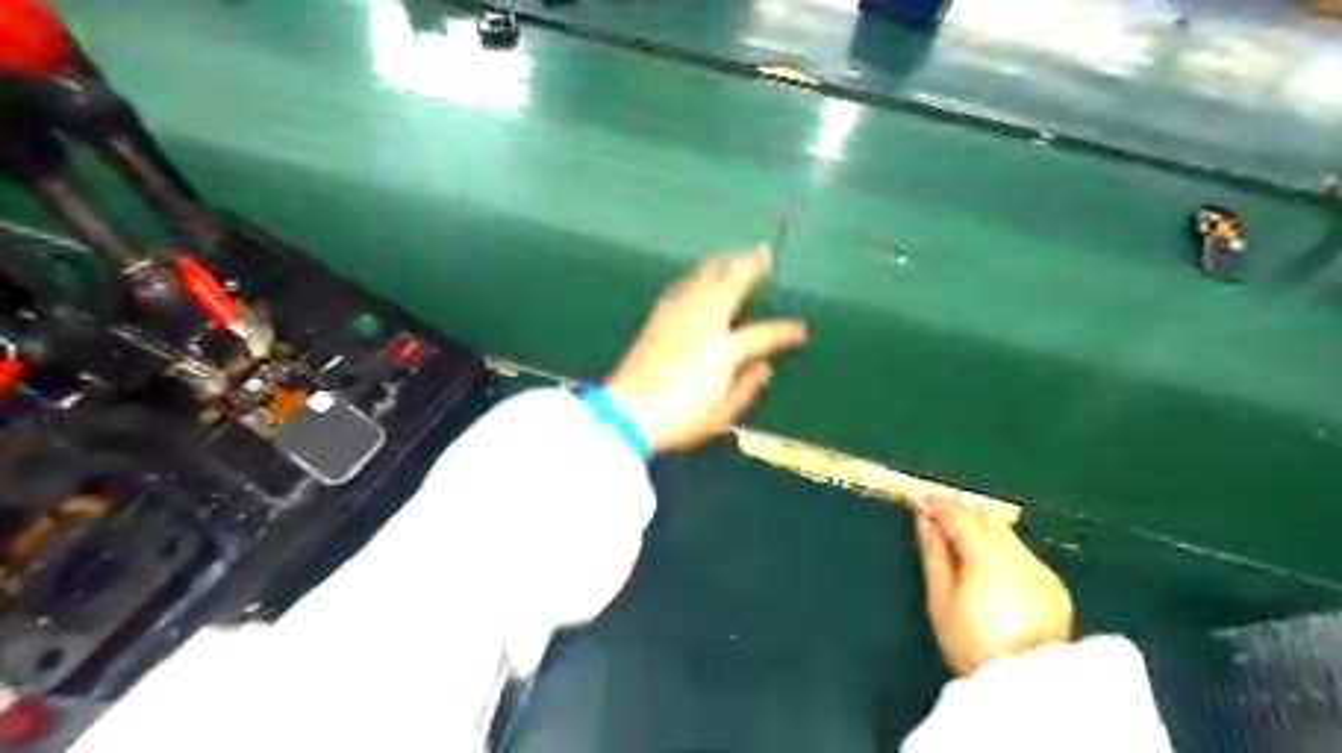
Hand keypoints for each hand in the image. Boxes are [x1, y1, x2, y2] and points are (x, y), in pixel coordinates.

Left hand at [606, 249, 805, 455]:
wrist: (628, 412)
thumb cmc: (679, 418)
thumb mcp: (721, 414)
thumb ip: (747, 387)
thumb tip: (764, 367)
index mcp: (724, 350)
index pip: (763, 335)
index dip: (785, 332)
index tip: (799, 331)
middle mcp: (703, 324)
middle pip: (730, 284)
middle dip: (750, 265)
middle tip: (763, 253)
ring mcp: (678, 318)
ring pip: (703, 279)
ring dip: (722, 264)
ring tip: (734, 256)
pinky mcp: (657, 319)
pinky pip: (680, 289)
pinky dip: (694, 278)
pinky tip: (697, 277)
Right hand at [918, 504, 1077, 674]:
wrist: (1027, 685)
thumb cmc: (972, 643)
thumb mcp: (940, 600)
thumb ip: (933, 553)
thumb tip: (923, 519)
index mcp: (987, 556)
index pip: (960, 514)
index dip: (939, 504)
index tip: (921, 502)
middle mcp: (1018, 554)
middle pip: (986, 517)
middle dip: (961, 513)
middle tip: (938, 521)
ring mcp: (1040, 569)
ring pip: (1006, 534)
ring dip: (982, 531)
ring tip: (962, 546)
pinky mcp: (1053, 585)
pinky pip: (1021, 554)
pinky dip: (1002, 551)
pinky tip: (991, 571)